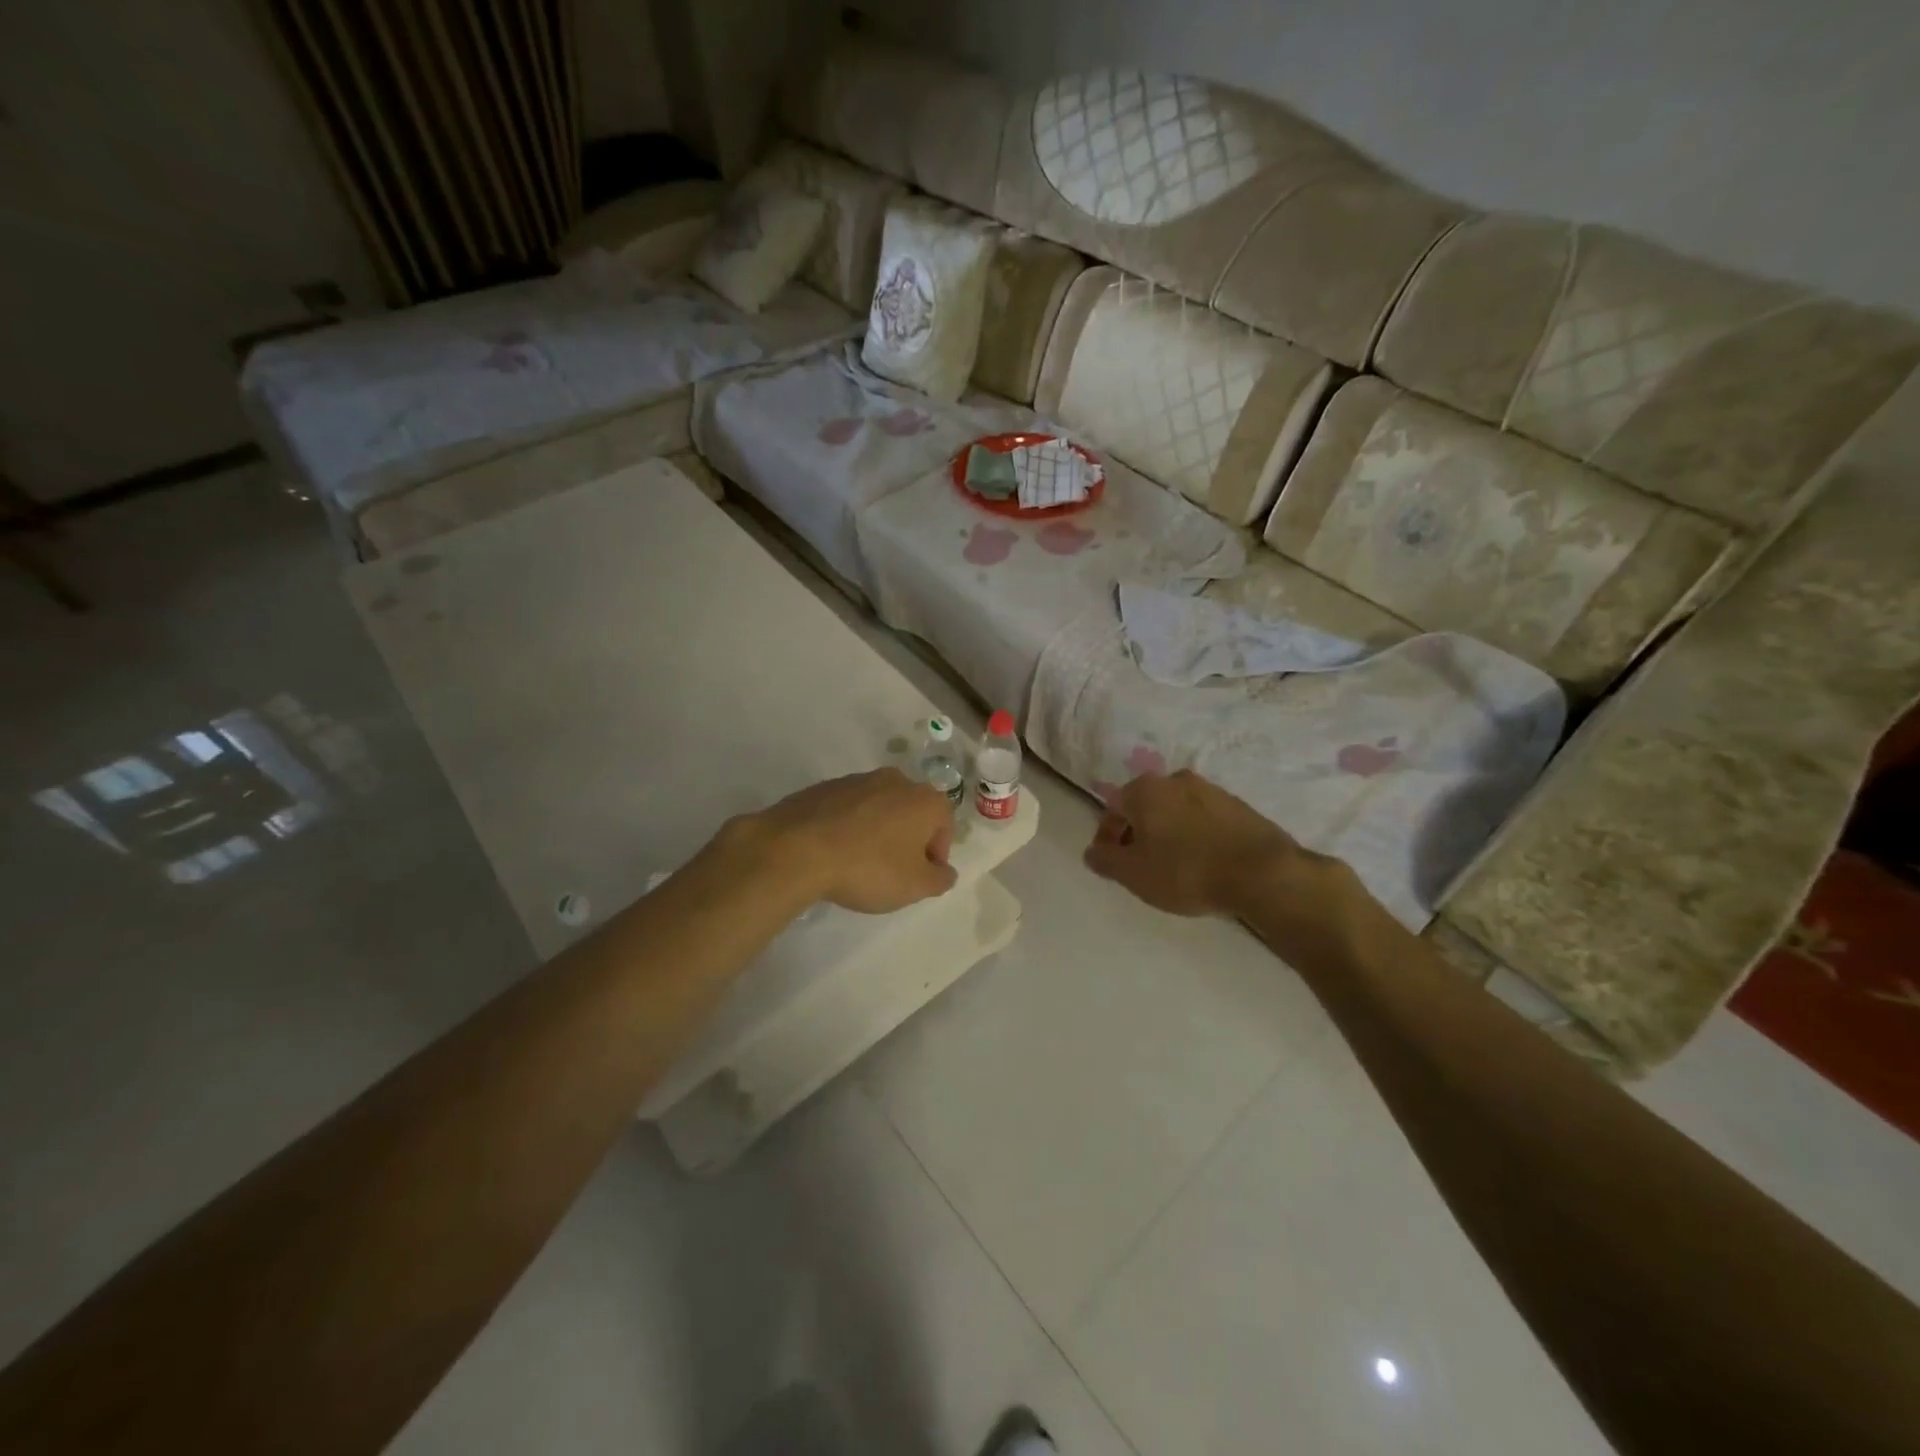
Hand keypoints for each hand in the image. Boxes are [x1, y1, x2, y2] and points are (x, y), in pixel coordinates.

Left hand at [739, 768, 957, 912]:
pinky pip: (849, 809)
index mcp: (925, 799)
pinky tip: (835, 852)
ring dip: (878, 832)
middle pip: (912, 813)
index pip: (945, 827)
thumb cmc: (869, 867)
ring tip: (860, 863)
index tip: (919, 878)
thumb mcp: (915, 886)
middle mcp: (896, 780)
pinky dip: (849, 827)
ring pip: (880, 808)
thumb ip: (939, 879)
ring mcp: (858, 779)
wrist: (798, 849)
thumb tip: (944, 871)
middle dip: (908, 840)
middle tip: (893, 872)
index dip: (936, 856)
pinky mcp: (826, 786)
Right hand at [1083, 769, 1321, 917]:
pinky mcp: (1239, 806)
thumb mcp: (1133, 874)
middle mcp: (1176, 779)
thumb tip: (1092, 851)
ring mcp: (1211, 789)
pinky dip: (1195, 835)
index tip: (1112, 862)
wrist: (1261, 873)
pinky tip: (1202, 861)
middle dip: (1138, 832)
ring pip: (1175, 810)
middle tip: (1140, 864)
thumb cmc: (1186, 870)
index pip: (1112, 807)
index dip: (1107, 836)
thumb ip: (1105, 860)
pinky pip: (1203, 818)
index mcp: (1145, 789)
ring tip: (1173, 865)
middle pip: (1145, 805)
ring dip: (1168, 832)